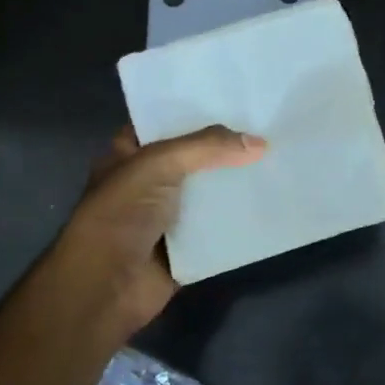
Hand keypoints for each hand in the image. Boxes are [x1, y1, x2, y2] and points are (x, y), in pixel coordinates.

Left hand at [28, 125, 265, 356]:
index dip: (196, 109)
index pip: (165, 121)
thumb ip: (207, 147)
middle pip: (194, 156)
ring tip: (279, 157)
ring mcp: (168, 215)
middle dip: (226, 145)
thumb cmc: (119, 215)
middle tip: (269, 125)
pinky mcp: (188, 245)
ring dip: (238, 181)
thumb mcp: (158, 164)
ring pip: (210, 191)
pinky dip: (242, 217)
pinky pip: (220, 225)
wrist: (105, 288)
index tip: (236, 96)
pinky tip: (273, 199)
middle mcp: (149, 181)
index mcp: (129, 154)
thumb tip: (260, 143)